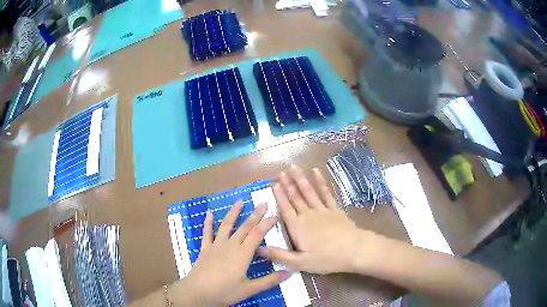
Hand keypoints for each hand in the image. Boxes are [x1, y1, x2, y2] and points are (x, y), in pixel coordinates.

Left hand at [174, 201, 290, 305]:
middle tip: (263, 203)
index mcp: (242, 254)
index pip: (257, 234)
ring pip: (226, 226)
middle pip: (245, 227)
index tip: (275, 215)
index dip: (267, 224)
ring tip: (240, 201)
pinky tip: (209, 213)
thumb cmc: (224, 291)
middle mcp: (230, 245)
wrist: (197, 292)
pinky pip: (207, 233)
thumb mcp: (249, 289)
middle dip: (255, 215)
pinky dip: (208, 222)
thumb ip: (270, 281)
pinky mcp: (205, 249)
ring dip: (234, 213)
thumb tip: (290, 272)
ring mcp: (216, 245)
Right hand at [259, 165, 372, 273]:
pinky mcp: (335, 209)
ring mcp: (322, 210)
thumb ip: (279, 255)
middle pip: (296, 197)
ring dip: (300, 179)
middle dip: (287, 184)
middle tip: (281, 171)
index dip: (279, 196)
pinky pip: (325, 193)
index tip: (273, 184)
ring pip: (308, 192)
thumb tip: (259, 248)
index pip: (285, 209)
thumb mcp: (300, 263)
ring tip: (293, 167)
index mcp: (298, 227)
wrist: (354, 250)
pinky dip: (320, 182)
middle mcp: (308, 215)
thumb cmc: (327, 258)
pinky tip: (316, 172)